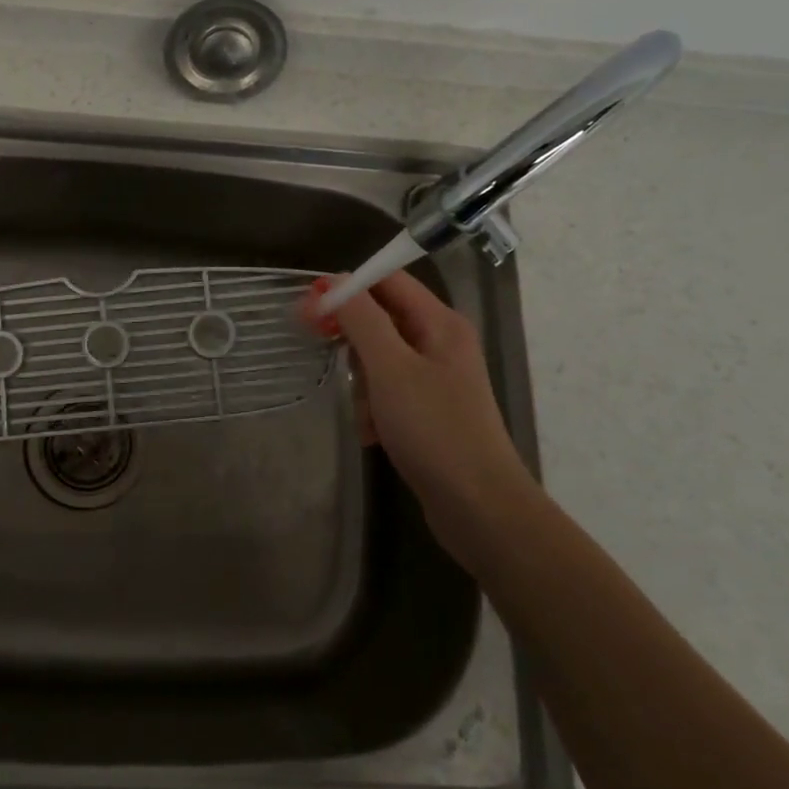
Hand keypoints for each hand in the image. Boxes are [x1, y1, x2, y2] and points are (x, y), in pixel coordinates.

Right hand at [321, 272, 534, 550]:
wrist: (479, 507)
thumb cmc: (434, 430)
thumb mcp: (391, 368)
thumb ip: (362, 319)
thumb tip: (335, 280)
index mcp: (440, 322)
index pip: (388, 280)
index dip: (348, 286)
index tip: (309, 308)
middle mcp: (440, 342)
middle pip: (381, 318)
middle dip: (353, 339)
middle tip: (325, 354)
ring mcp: (436, 378)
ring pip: (379, 358)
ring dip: (362, 381)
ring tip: (366, 411)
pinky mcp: (429, 410)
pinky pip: (388, 391)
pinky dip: (374, 407)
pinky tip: (373, 433)